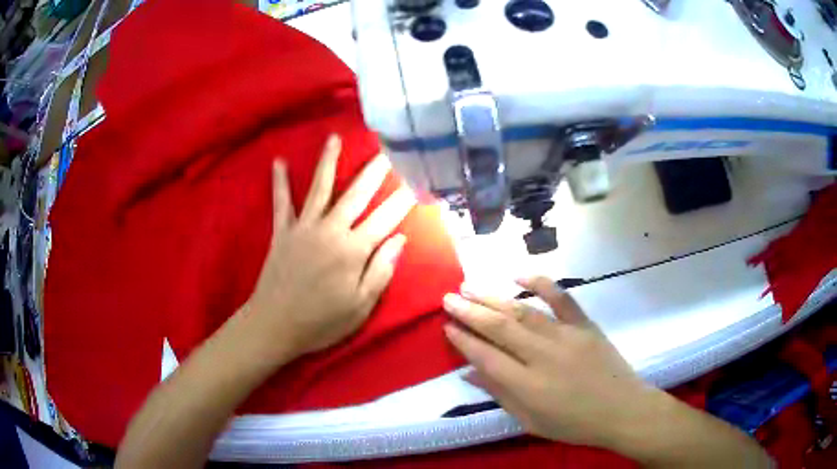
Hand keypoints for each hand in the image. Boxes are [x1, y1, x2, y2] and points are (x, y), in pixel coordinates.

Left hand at [246, 134, 414, 359]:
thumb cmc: (321, 322)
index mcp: (353, 250)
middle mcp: (330, 230)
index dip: (403, 199)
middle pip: (357, 194)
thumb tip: (401, 238)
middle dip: (375, 170)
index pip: (386, 218)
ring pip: (320, 188)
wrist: (274, 326)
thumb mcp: (360, 306)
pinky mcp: (282, 232)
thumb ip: (381, 270)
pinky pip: (281, 203)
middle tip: (388, 148)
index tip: (418, 181)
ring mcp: (303, 227)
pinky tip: (278, 161)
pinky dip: (279, 182)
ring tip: (335, 138)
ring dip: (328, 161)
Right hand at [442, 277, 663, 449]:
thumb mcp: (531, 421)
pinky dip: (541, 284)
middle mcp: (543, 356)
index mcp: (528, 385)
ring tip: (469, 287)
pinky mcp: (585, 325)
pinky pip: (562, 298)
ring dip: (493, 297)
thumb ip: (500, 395)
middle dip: (470, 312)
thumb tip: (469, 373)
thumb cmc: (574, 424)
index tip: (446, 326)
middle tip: (448, 298)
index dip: (464, 340)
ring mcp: (566, 336)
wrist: (622, 410)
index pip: (486, 356)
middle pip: (499, 328)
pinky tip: (519, 275)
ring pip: (523, 312)